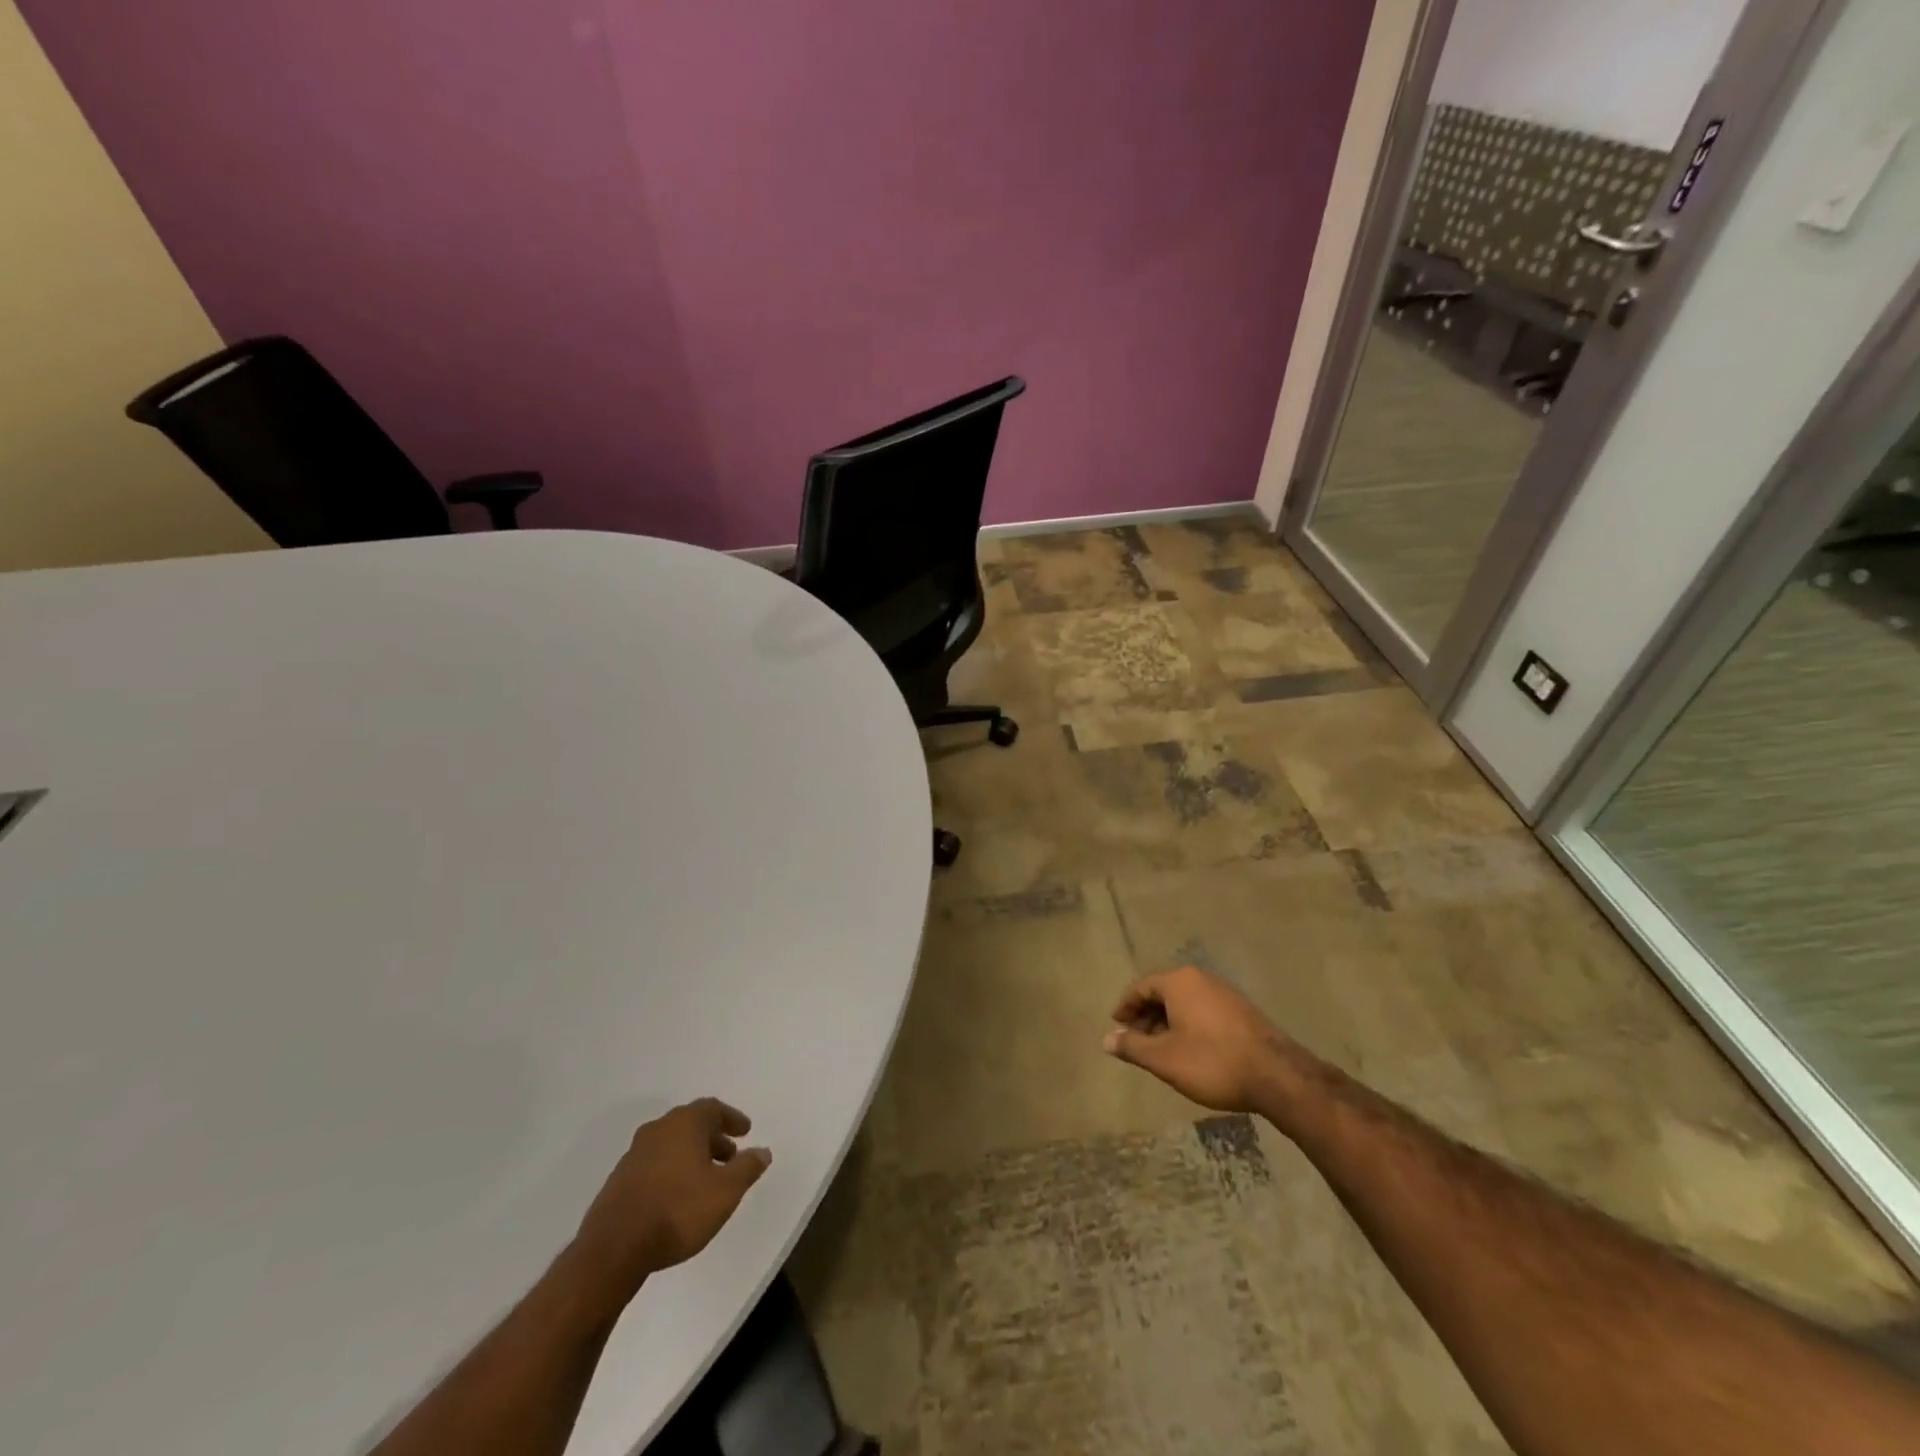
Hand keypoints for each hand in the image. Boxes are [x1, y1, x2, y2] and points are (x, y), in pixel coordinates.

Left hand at [571, 1098, 771, 1300]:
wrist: (613, 1250)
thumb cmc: (678, 1211)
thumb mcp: (725, 1192)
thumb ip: (747, 1168)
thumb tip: (762, 1151)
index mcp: (684, 1123)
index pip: (713, 1108)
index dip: (732, 1119)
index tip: (746, 1131)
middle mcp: (658, 1129)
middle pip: (691, 1125)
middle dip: (713, 1138)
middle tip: (730, 1156)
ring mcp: (634, 1155)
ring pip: (671, 1145)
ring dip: (692, 1155)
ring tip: (706, 1180)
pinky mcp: (619, 1180)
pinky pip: (654, 1164)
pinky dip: (672, 1171)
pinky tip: (678, 1196)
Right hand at [1104, 966, 1302, 1113]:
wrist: (1277, 1076)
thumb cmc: (1212, 1062)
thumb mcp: (1164, 1059)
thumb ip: (1133, 1046)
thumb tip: (1107, 1039)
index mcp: (1179, 982)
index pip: (1141, 986)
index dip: (1125, 1006)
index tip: (1117, 1025)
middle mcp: (1201, 979)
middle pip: (1164, 991)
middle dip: (1146, 1015)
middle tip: (1136, 1041)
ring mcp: (1225, 993)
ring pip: (1185, 1002)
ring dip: (1168, 1022)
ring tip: (1161, 1050)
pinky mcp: (1242, 1011)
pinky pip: (1204, 1010)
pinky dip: (1189, 1024)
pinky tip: (1190, 1050)